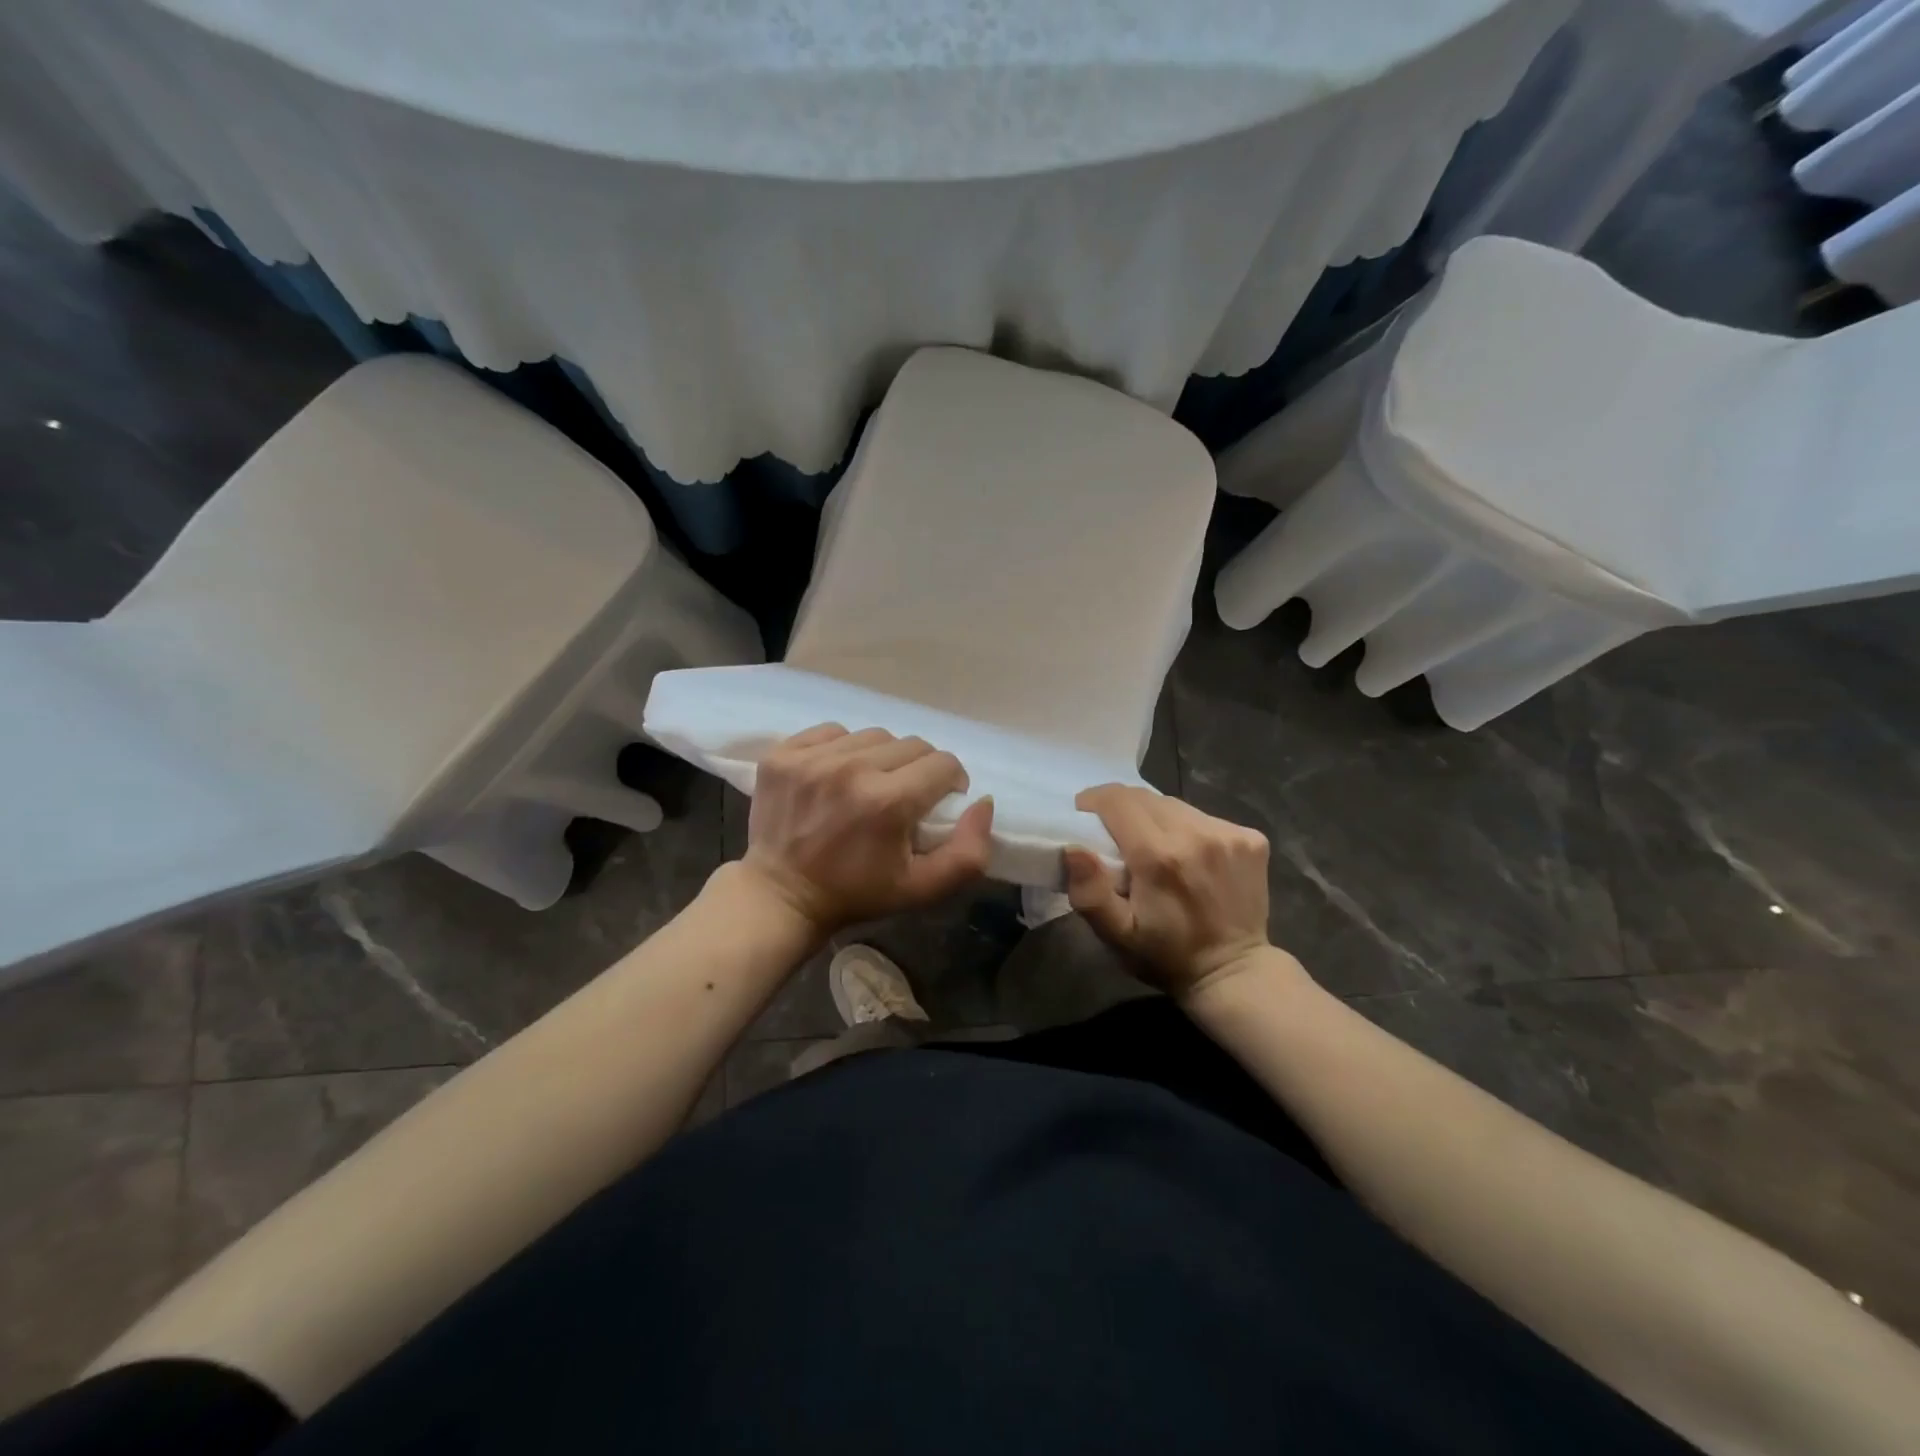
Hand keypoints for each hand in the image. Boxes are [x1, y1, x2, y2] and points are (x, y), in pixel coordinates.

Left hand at [738, 724, 994, 937]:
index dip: (950, 782)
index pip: (943, 764)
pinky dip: (842, 748)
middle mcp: (851, 769)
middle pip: (911, 744)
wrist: (781, 896)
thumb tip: (983, 802)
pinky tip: (837, 774)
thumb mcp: (923, 889)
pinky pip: (831, 732)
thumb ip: (969, 852)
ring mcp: (812, 758)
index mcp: (888, 802)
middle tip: (904, 796)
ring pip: (873, 735)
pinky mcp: (783, 754)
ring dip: (881, 757)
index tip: (937, 802)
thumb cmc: (857, 893)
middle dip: (918, 769)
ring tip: (870, 783)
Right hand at [1064, 785, 1273, 996]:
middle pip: (1145, 797)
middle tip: (1114, 834)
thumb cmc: (1166, 956)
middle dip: (1122, 808)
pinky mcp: (1251, 839)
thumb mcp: (1117, 935)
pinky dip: (1188, 828)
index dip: (1094, 800)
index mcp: (1158, 856)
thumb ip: (1090, 893)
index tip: (1084, 814)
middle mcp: (1196, 834)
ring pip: (1175, 805)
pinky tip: (1189, 855)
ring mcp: (1229, 834)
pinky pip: (1204, 817)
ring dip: (1155, 817)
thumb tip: (1073, 848)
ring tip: (1151, 845)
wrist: (1234, 974)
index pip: (1117, 800)